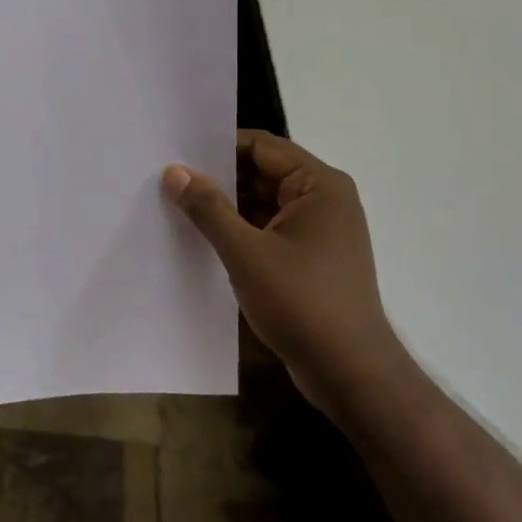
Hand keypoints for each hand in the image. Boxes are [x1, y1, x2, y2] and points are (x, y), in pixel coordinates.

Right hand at [164, 130, 401, 403]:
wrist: (351, 374)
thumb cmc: (303, 303)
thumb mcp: (246, 253)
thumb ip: (208, 208)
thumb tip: (174, 171)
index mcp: (320, 185)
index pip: (262, 146)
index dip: (219, 146)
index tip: (177, 153)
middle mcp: (325, 199)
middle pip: (263, 172)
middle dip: (219, 177)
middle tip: (170, 179)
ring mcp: (321, 231)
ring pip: (264, 203)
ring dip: (228, 207)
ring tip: (179, 206)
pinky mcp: (312, 258)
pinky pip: (270, 229)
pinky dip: (242, 231)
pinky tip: (205, 239)